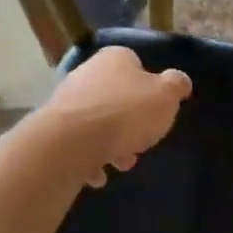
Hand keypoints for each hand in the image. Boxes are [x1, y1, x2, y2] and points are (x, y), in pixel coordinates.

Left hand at [41, 45, 192, 186]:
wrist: (71, 141)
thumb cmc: (126, 112)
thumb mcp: (166, 96)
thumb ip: (176, 86)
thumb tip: (180, 81)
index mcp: (115, 58)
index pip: (135, 63)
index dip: (149, 86)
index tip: (156, 109)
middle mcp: (87, 73)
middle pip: (117, 96)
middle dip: (131, 122)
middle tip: (142, 142)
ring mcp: (66, 100)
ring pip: (98, 122)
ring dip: (112, 144)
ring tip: (121, 164)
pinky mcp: (52, 128)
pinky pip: (78, 143)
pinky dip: (90, 158)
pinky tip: (98, 174)